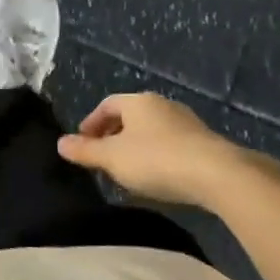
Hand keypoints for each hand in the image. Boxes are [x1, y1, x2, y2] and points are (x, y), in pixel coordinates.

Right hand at [57, 93, 270, 206]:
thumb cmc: (156, 160)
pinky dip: (158, 157)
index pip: (107, 105)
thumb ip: (85, 151)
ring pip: (152, 132)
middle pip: (130, 117)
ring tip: (128, 172)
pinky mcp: (206, 144)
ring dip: (137, 148)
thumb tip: (60, 142)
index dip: (91, 123)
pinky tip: (158, 178)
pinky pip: (172, 146)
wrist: (219, 176)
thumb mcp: (112, 158)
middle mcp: (163, 105)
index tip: (83, 143)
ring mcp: (187, 123)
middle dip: (113, 136)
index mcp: (138, 102)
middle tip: (103, 158)